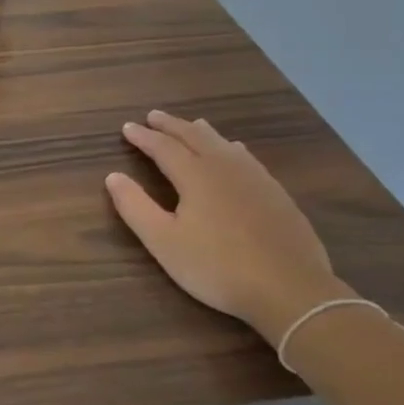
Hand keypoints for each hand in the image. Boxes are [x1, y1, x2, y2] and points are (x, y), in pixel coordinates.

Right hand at [105, 111, 350, 347]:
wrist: (290, 289)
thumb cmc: (217, 266)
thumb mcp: (164, 242)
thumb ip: (135, 207)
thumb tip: (113, 176)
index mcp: (195, 176)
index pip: (163, 147)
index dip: (143, 137)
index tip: (127, 128)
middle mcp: (225, 168)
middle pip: (195, 137)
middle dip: (171, 126)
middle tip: (154, 116)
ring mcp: (256, 179)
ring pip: (224, 144)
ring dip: (202, 132)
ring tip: (192, 125)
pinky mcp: (277, 194)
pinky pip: (247, 157)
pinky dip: (230, 147)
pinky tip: (236, 152)